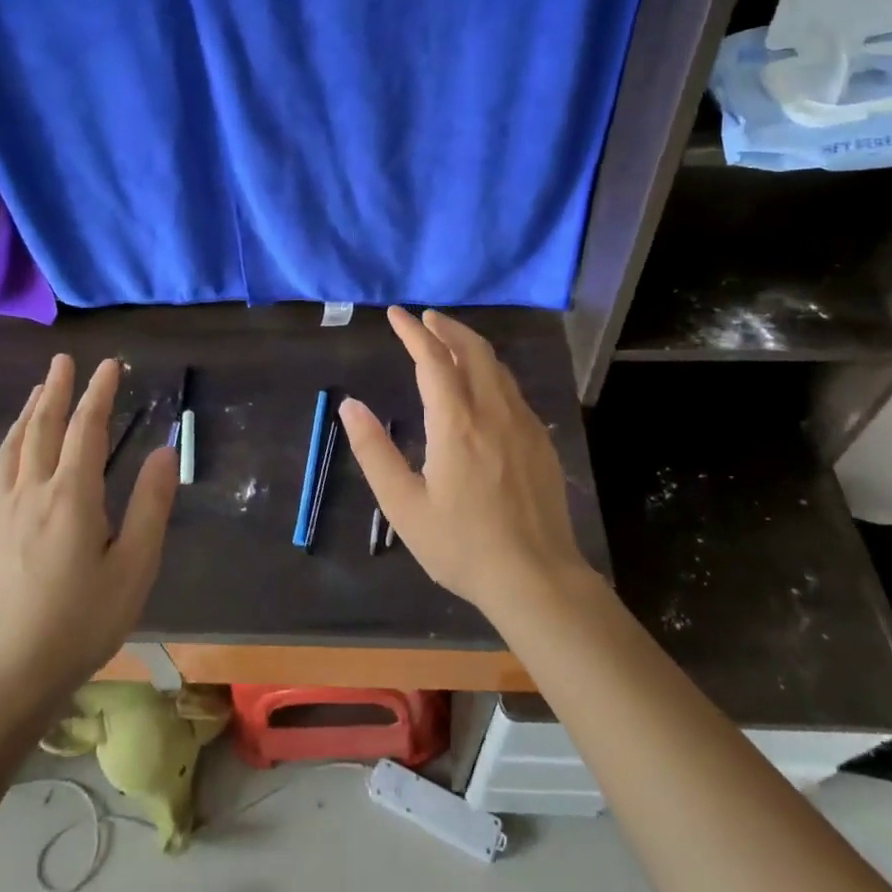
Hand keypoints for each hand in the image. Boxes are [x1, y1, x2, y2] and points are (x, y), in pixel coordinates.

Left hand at [0, 356, 176, 713]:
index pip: (85, 429)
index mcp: (71, 496)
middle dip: (56, 389)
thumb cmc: (82, 621)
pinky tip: (8, 454)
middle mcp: (32, 493)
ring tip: (38, 391)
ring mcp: (2, 514)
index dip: (99, 393)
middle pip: (41, 428)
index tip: (109, 364)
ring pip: (13, 448)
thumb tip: (162, 451)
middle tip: (64, 359)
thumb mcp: (134, 566)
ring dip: (27, 413)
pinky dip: (5, 452)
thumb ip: (151, 505)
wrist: (9, 675)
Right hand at [339, 308, 596, 617]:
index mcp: (456, 424)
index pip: (432, 359)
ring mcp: (523, 424)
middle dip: (447, 328)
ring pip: (497, 367)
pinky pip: (512, 390)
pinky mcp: (541, 441)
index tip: (396, 314)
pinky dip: (491, 371)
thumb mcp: (404, 506)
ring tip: (450, 343)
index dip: (412, 332)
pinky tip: (483, 386)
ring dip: (470, 346)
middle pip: (473, 350)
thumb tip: (351, 405)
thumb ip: (374, 452)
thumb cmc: (462, 546)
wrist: (536, 578)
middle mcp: (493, 412)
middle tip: (425, 319)